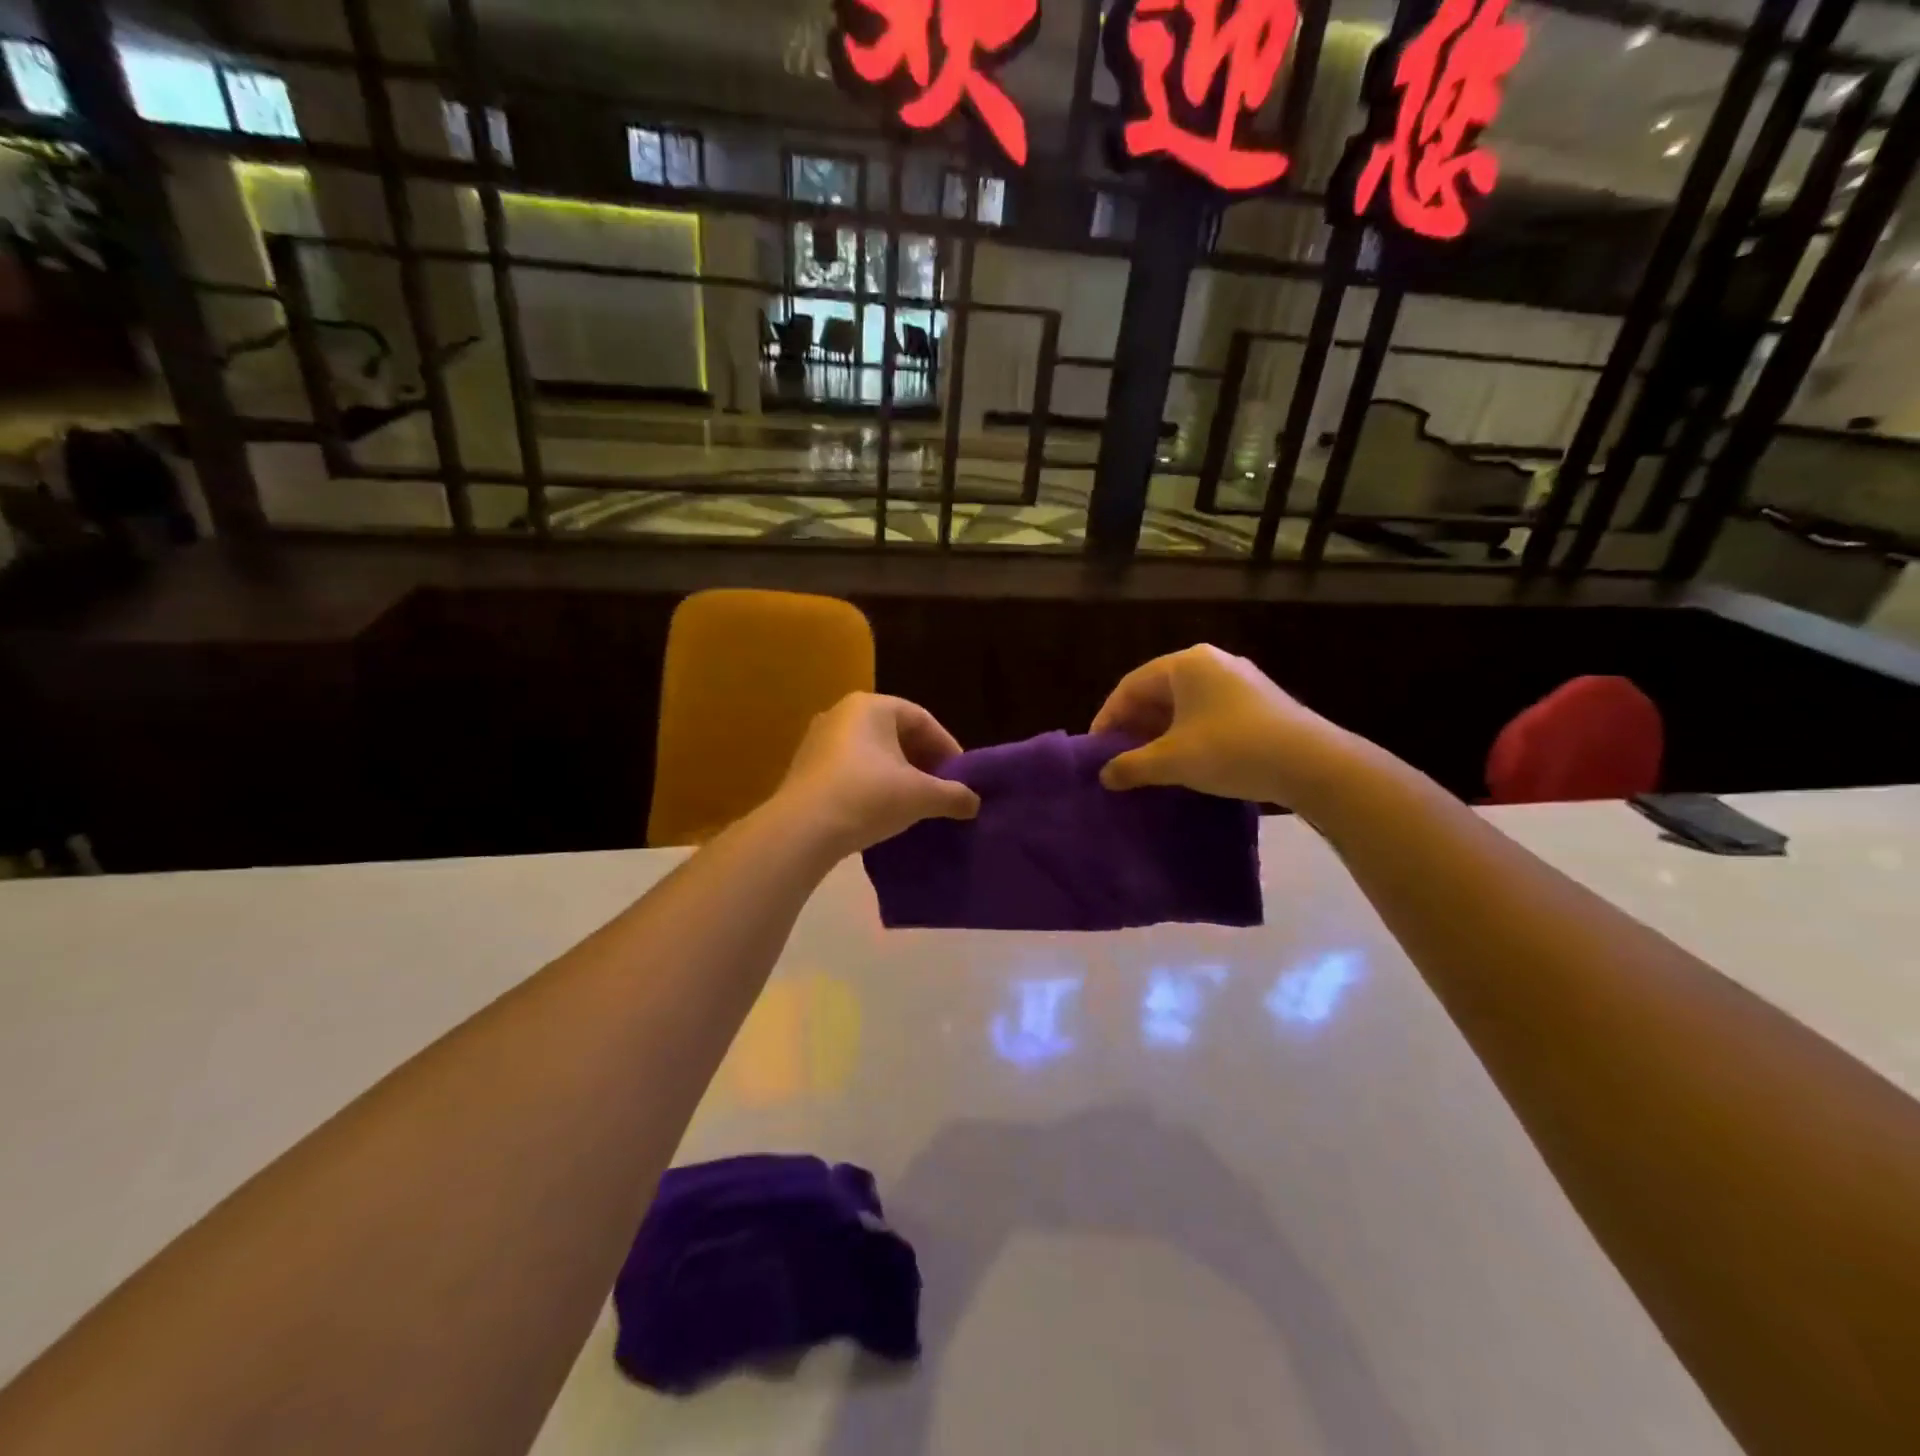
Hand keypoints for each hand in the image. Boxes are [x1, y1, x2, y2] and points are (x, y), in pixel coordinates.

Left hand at [774, 693, 979, 855]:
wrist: (802, 830)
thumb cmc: (868, 797)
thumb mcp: (920, 796)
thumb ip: (953, 795)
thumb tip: (974, 802)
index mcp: (871, 706)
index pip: (921, 719)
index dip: (947, 747)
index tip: (960, 777)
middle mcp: (841, 713)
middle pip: (895, 733)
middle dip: (922, 761)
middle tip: (940, 789)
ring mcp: (818, 740)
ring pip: (871, 752)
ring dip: (896, 774)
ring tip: (914, 803)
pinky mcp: (804, 768)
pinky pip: (849, 769)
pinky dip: (871, 784)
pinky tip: (881, 810)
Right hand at [1091, 645, 1361, 810]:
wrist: (1312, 763)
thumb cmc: (1231, 750)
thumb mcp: (1173, 761)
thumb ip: (1132, 766)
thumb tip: (1104, 776)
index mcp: (1185, 664)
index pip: (1130, 686)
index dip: (1108, 719)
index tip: (1096, 750)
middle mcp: (1211, 662)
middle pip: (1157, 692)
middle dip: (1134, 726)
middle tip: (1120, 758)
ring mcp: (1239, 680)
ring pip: (1184, 704)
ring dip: (1161, 733)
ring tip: (1149, 764)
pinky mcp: (1259, 702)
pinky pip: (1208, 712)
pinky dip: (1188, 734)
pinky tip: (1186, 762)